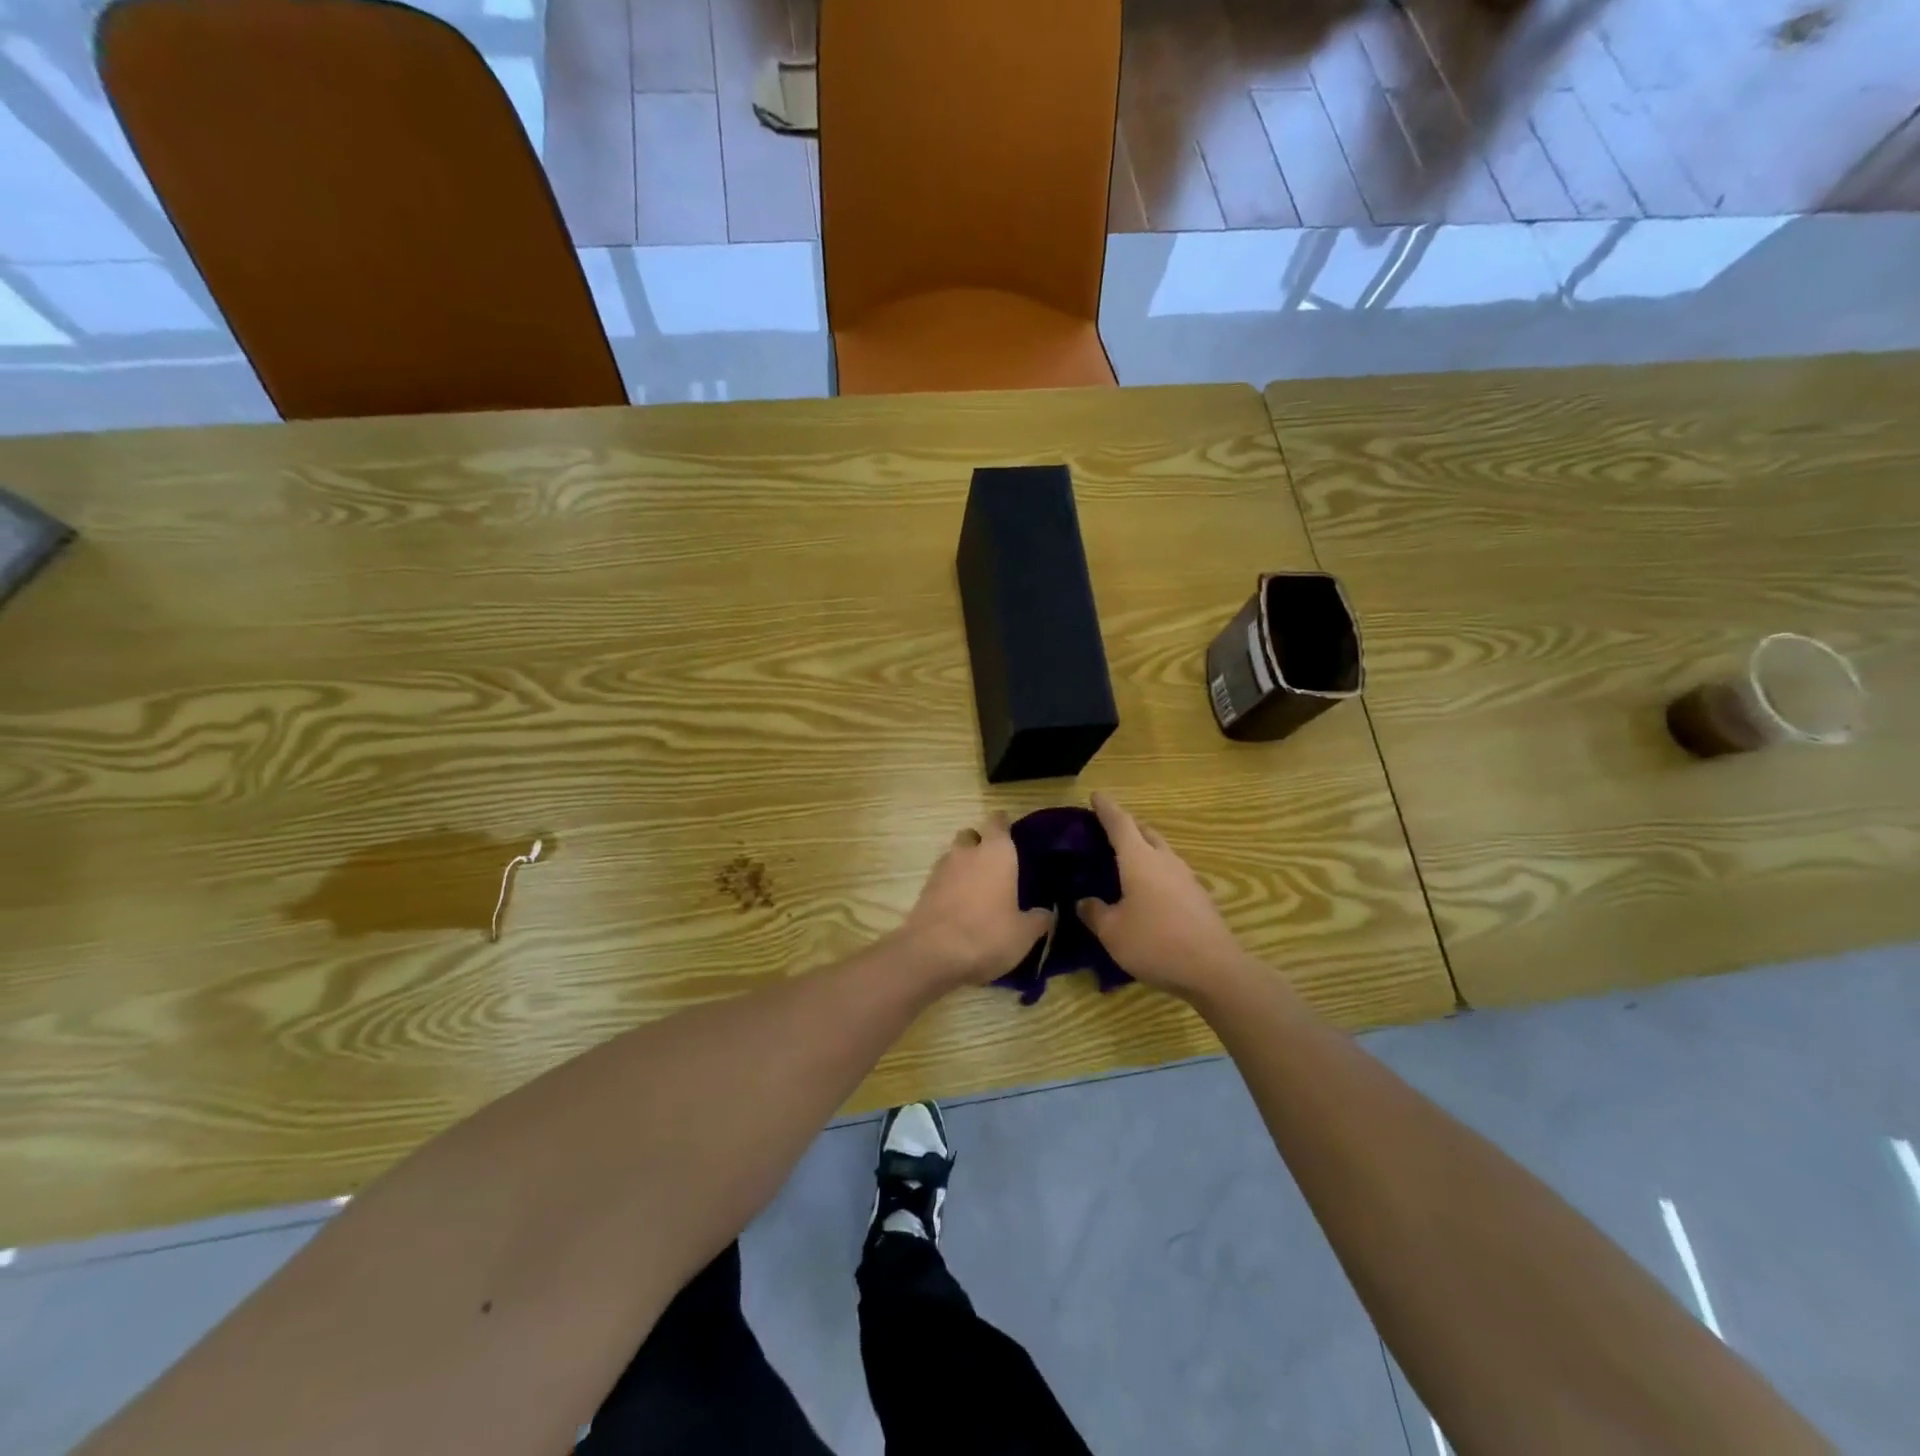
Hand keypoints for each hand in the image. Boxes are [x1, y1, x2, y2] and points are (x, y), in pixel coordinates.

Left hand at [897, 814, 1054, 988]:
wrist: (932, 954)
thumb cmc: (987, 935)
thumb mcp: (1024, 934)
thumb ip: (1038, 919)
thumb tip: (1046, 913)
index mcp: (996, 853)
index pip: (998, 823)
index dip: (1004, 825)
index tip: (1012, 834)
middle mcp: (967, 853)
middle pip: (971, 835)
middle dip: (980, 844)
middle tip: (995, 864)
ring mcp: (941, 869)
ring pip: (954, 856)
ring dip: (964, 866)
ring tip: (978, 889)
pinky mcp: (924, 890)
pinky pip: (941, 879)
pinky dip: (950, 886)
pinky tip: (961, 906)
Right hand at [1077, 793, 1251, 999]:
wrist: (1215, 970)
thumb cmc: (1155, 943)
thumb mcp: (1112, 932)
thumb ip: (1095, 913)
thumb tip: (1084, 902)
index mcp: (1139, 859)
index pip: (1120, 823)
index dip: (1106, 809)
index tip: (1096, 796)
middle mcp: (1164, 860)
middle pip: (1145, 832)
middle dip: (1127, 827)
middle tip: (1108, 832)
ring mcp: (1186, 877)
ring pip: (1161, 852)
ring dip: (1144, 850)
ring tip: (1125, 863)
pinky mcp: (1199, 897)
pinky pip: (1171, 873)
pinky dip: (1155, 872)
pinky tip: (1148, 893)